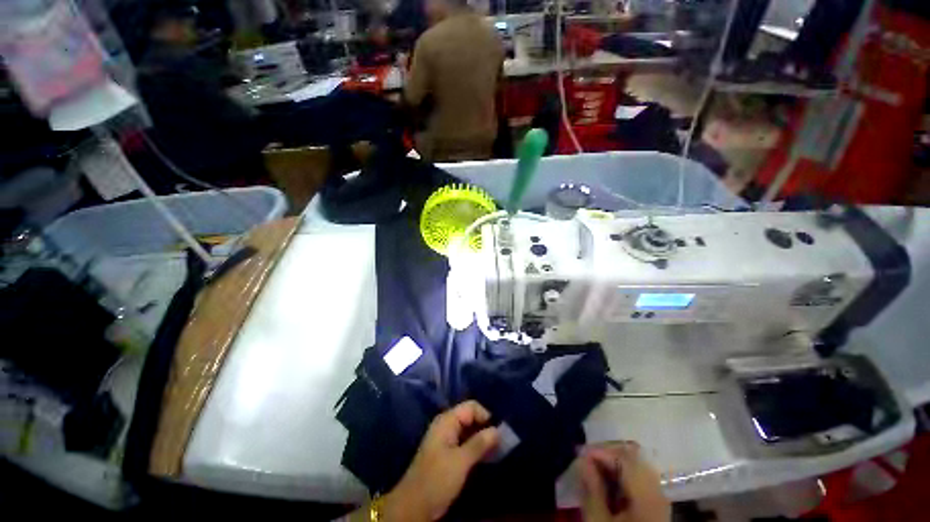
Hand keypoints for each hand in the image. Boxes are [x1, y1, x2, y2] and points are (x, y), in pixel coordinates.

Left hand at [382, 401, 499, 521]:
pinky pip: (465, 443)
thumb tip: (498, 430)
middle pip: (470, 417)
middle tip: (501, 443)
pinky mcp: (447, 453)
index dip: (485, 415)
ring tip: (497, 450)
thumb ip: (479, 443)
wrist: (414, 505)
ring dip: (482, 439)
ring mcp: (446, 439)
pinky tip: (486, 457)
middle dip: (485, 427)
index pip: (471, 407)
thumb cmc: (437, 479)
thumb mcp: (461, 461)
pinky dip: (476, 447)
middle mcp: (447, 425)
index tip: (498, 432)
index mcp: (447, 421)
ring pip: (469, 431)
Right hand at [578, 442, 670, 521]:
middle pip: (633, 459)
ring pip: (637, 468)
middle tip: (585, 459)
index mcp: (647, 497)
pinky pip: (640, 480)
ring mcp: (661, 500)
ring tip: (593, 468)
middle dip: (607, 455)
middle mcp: (659, 493)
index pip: (624, 459)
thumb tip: (582, 460)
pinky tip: (608, 483)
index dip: (600, 452)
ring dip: (614, 464)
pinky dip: (622, 476)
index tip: (579, 453)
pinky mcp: (657, 507)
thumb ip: (592, 489)